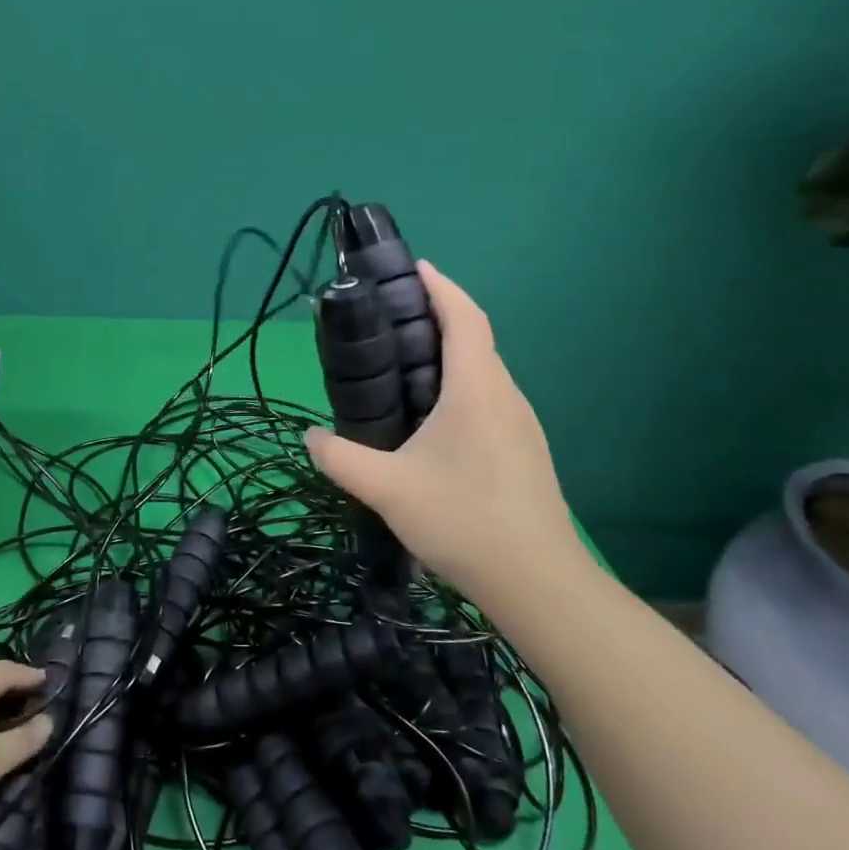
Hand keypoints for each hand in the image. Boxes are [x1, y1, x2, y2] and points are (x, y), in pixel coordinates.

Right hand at [306, 261, 588, 595]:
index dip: (441, 287)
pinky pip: (489, 397)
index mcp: (476, 389)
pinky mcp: (523, 449)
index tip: (414, 267)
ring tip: (403, 364)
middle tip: (391, 318)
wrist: (539, 583)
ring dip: (450, 354)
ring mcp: (520, 423)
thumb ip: (341, 459)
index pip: (464, 317)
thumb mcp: (388, 489)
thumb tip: (309, 436)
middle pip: (475, 338)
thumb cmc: (464, 521)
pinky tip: (431, 417)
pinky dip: (460, 385)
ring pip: (483, 371)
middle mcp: (504, 395)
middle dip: (438, 316)